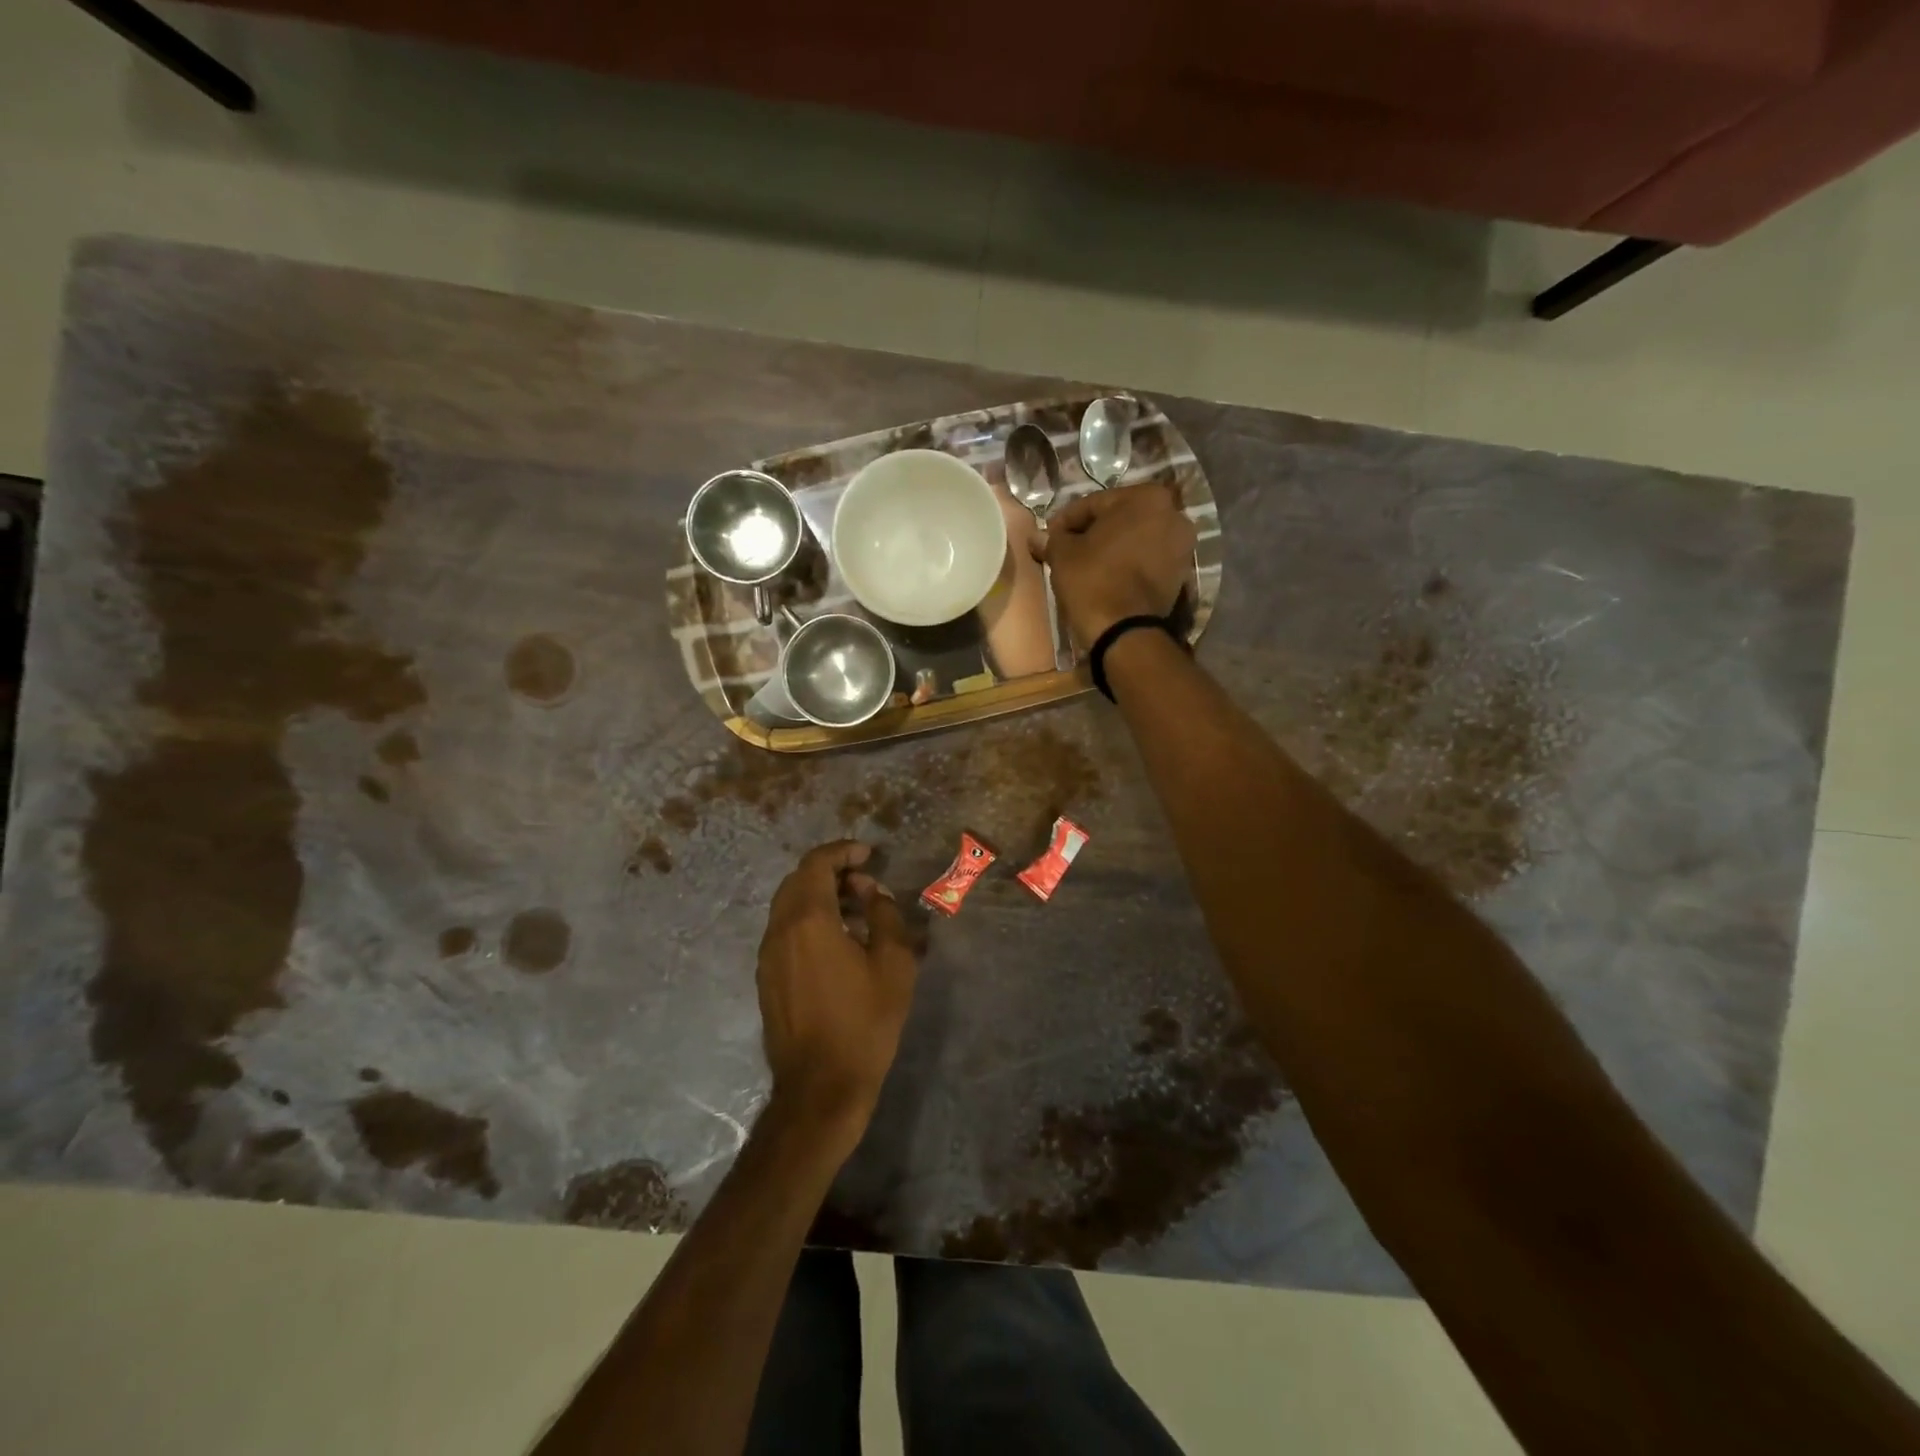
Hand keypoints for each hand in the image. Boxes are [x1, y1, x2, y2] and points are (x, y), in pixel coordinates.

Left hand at [756, 841, 918, 1150]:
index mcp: (808, 920)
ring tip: (857, 910)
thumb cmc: (864, 1022)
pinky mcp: (767, 978)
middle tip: (866, 882)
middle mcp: (779, 931)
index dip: (842, 851)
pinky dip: (809, 920)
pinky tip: (838, 941)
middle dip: (831, 871)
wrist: (821, 1087)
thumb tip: (872, 894)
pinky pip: (785, 931)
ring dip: (820, 896)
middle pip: (798, 880)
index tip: (869, 854)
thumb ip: (885, 916)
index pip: (816, 864)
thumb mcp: (894, 965)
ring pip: (788, 906)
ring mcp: (768, 956)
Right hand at [1038, 484, 1196, 646]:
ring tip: (1084, 564)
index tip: (1049, 536)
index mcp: (1147, 497)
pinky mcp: (1180, 574)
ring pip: (1134, 540)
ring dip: (1111, 548)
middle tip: (1066, 548)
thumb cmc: (1094, 580)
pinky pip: (1146, 560)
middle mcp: (1173, 515)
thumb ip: (1053, 539)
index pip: (1095, 503)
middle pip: (1119, 519)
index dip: (1066, 520)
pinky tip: (1106, 576)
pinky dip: (1127, 564)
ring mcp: (1182, 546)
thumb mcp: (1063, 555)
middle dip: (1092, 532)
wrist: (1125, 631)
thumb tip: (1037, 537)